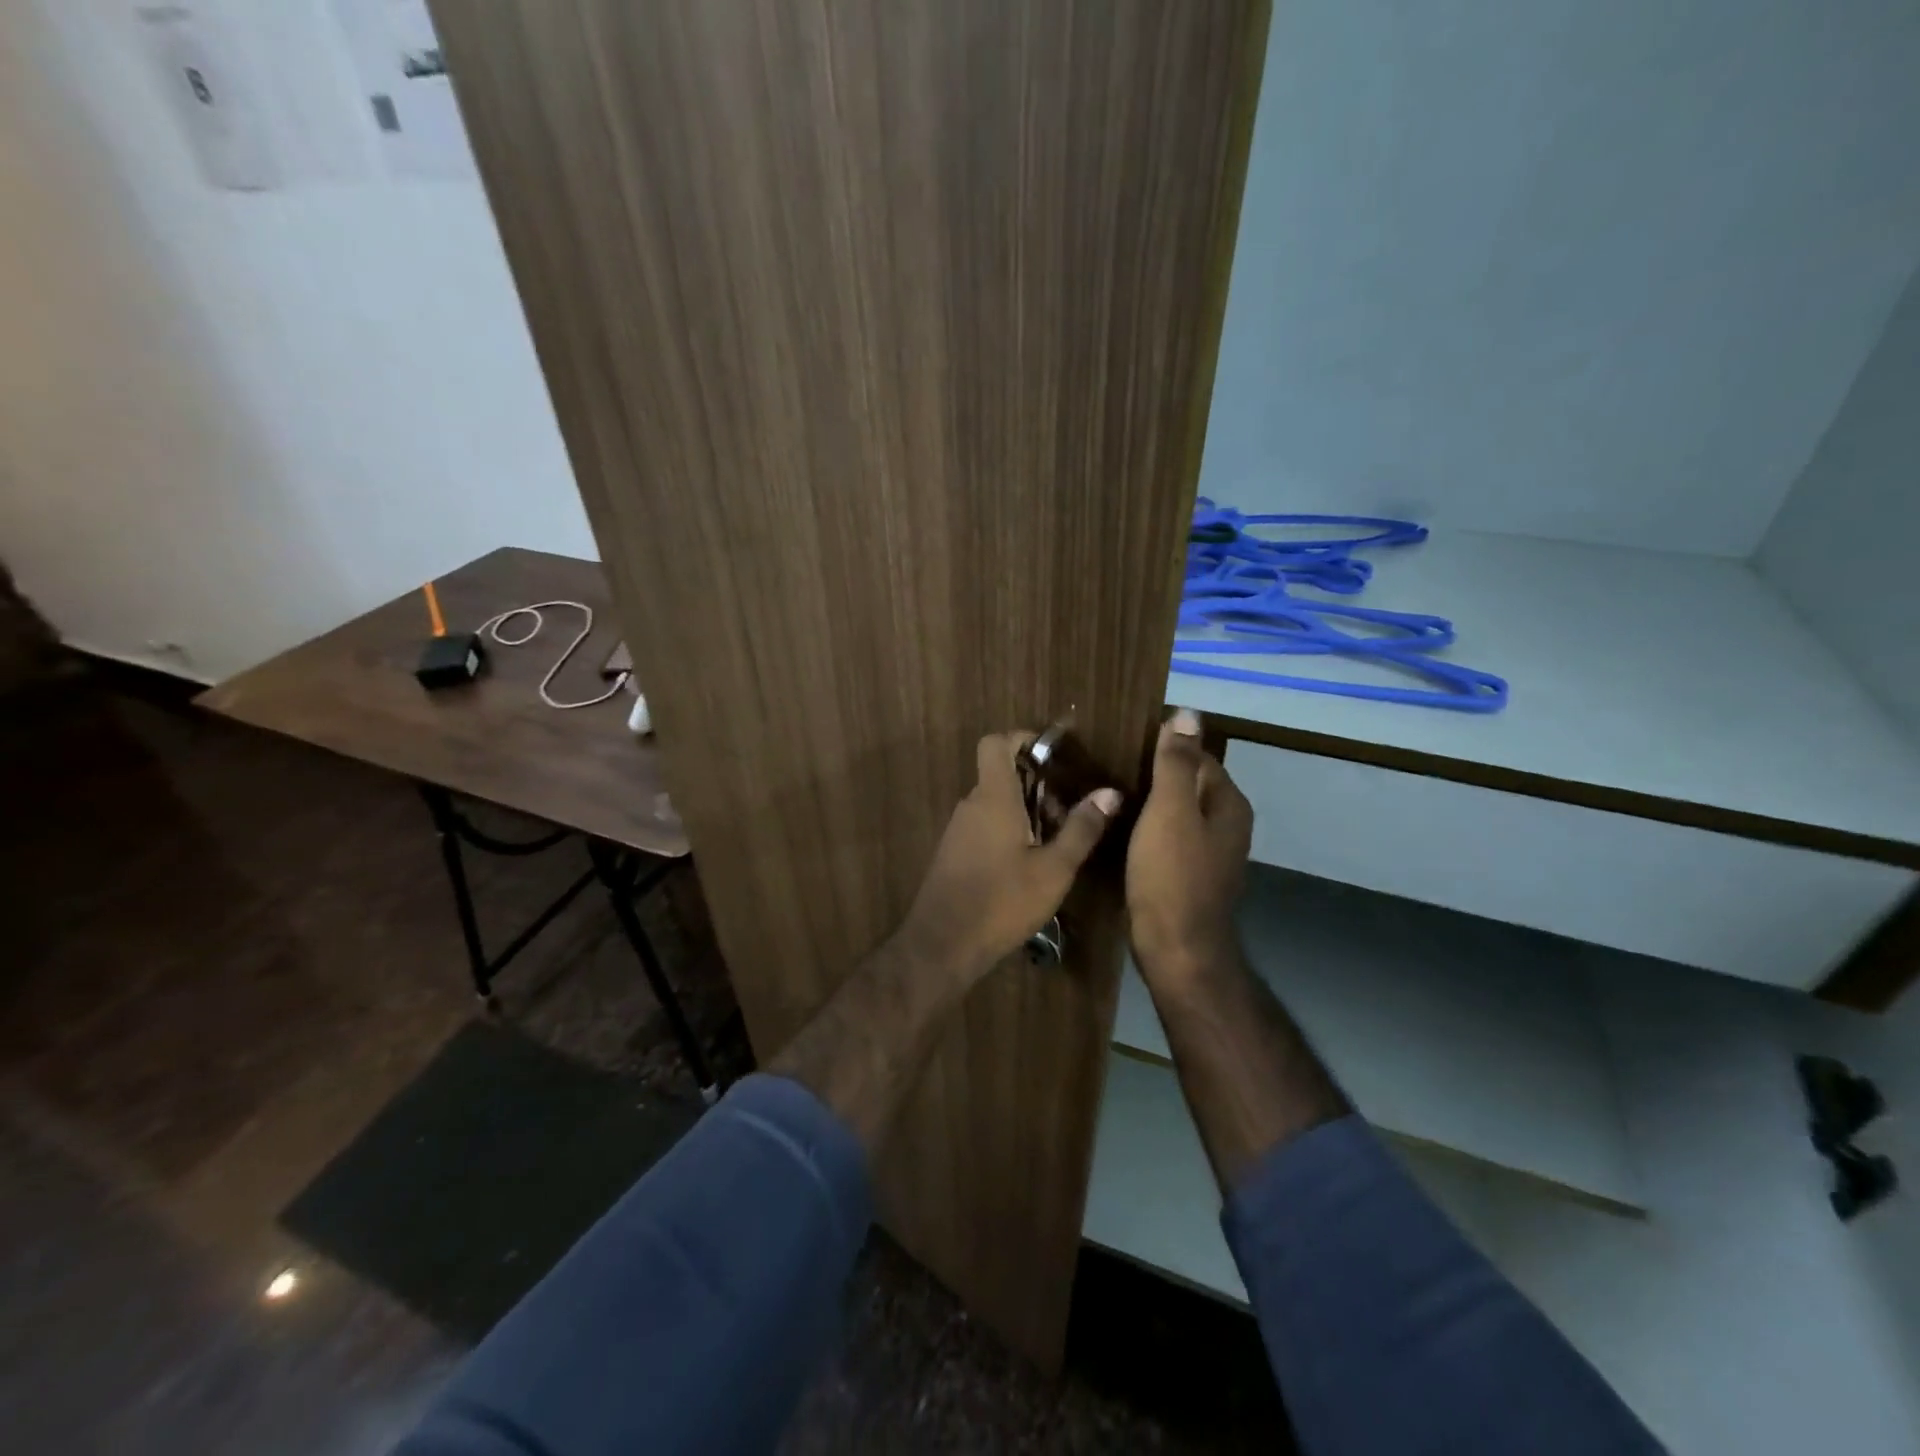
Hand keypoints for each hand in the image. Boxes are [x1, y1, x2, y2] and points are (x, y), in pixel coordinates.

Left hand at [895, 732, 1123, 981]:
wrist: (943, 944)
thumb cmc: (1002, 901)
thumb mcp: (1054, 869)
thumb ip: (1081, 828)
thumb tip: (1110, 793)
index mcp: (993, 797)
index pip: (995, 743)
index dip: (1022, 739)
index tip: (1053, 756)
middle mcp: (971, 805)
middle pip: (1001, 774)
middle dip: (1037, 785)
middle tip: (1067, 815)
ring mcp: (959, 829)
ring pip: (995, 803)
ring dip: (1026, 812)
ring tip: (1055, 846)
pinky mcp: (954, 853)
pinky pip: (984, 825)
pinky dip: (1009, 831)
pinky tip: (1029, 866)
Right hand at [1127, 708, 1252, 984]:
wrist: (1175, 949)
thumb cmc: (1172, 876)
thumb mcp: (1170, 811)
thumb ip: (1177, 762)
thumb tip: (1187, 713)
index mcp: (1228, 804)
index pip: (1197, 757)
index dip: (1163, 747)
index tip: (1123, 744)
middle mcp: (1226, 825)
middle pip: (1187, 785)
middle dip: (1152, 774)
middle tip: (1107, 767)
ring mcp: (1209, 854)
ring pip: (1174, 814)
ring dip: (1146, 803)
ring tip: (1106, 793)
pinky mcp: (1188, 876)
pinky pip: (1166, 839)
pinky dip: (1145, 830)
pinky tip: (1118, 829)